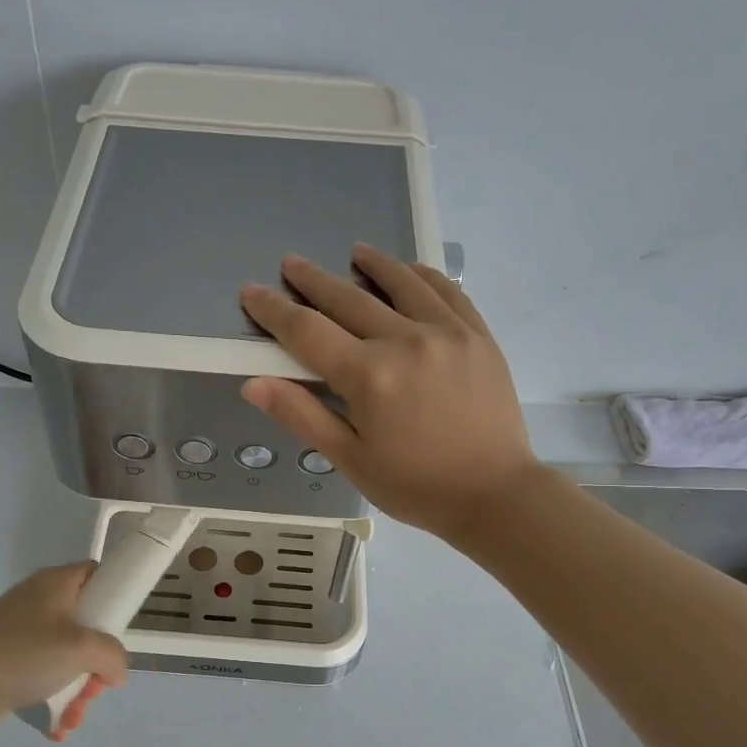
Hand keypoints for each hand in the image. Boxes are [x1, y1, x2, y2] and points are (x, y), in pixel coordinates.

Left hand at [0, 563, 128, 733]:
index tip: (122, 628)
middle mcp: (39, 603)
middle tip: (95, 686)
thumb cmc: (22, 655)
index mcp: (55, 584)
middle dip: (97, 663)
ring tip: (73, 717)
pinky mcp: (9, 664)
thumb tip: (115, 672)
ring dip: (79, 691)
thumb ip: (113, 655)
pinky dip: (56, 701)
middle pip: (87, 625)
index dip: (115, 595)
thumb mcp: (81, 648)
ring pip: (69, 658)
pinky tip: (57, 727)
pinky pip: (46, 678)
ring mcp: (22, 635)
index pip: (96, 574)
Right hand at [239, 245, 536, 540]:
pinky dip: (423, 276)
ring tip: (354, 252)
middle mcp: (405, 341)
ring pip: (401, 284)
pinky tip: (411, 271)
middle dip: (313, 280)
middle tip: (291, 263)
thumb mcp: (350, 460)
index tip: (251, 292)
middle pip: (348, 299)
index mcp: (368, 375)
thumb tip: (254, 384)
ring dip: (373, 264)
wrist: (495, 494)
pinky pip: (447, 292)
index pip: (307, 331)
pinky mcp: (478, 336)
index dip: (274, 310)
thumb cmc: (415, 486)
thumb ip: (302, 416)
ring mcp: (447, 332)